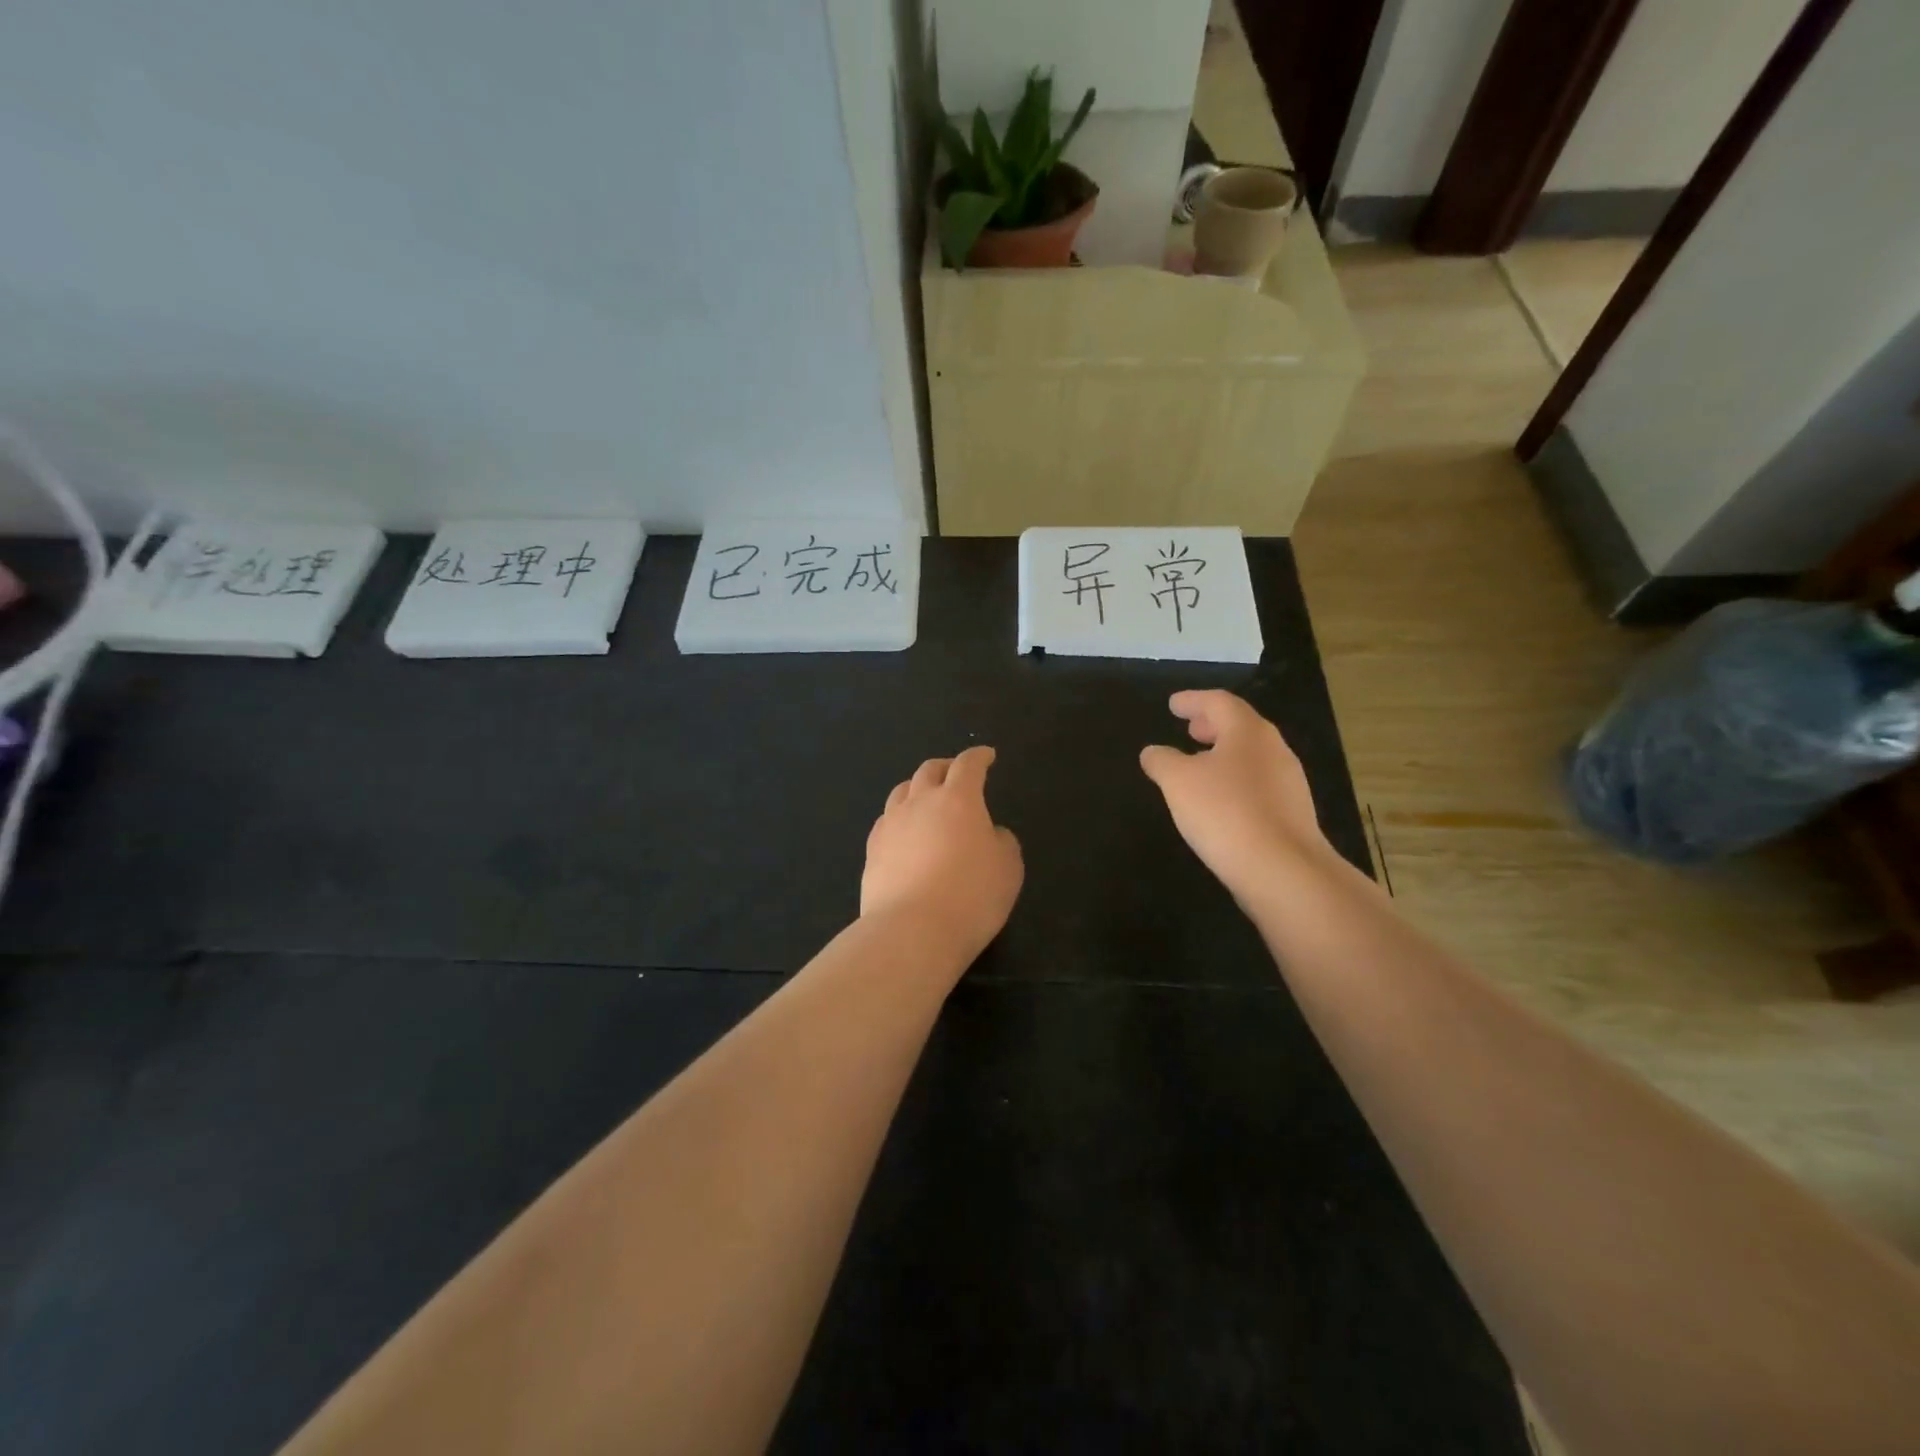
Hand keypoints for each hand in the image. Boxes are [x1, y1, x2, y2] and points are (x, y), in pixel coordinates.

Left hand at [863, 746, 1023, 961]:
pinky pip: (886, 821)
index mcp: (958, 799)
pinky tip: (904, 832)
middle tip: (956, 773)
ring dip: (917, 788)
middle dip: (945, 767)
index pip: (968, 765)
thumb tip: (988, 833)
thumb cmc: (971, 896)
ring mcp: (891, 825)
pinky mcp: (872, 850)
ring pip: (902, 792)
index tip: (986, 755)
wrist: (912, 931)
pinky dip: (900, 818)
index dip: (979, 757)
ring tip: (926, 799)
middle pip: (929, 770)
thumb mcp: (1008, 868)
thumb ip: (1001, 842)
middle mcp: (920, 802)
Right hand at [1139, 691, 1330, 899]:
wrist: (1282, 870)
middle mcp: (1274, 749)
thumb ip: (1162, 761)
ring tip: (1200, 764)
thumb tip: (1153, 752)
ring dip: (1224, 753)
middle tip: (1190, 728)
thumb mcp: (1178, 782)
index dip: (1193, 700)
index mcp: (1248, 732)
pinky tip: (1220, 799)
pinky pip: (1258, 783)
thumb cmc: (1225, 812)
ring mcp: (1288, 782)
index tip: (1173, 704)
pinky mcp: (1292, 813)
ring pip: (1251, 755)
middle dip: (1213, 724)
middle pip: (1241, 726)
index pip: (1219, 702)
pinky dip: (1235, 779)